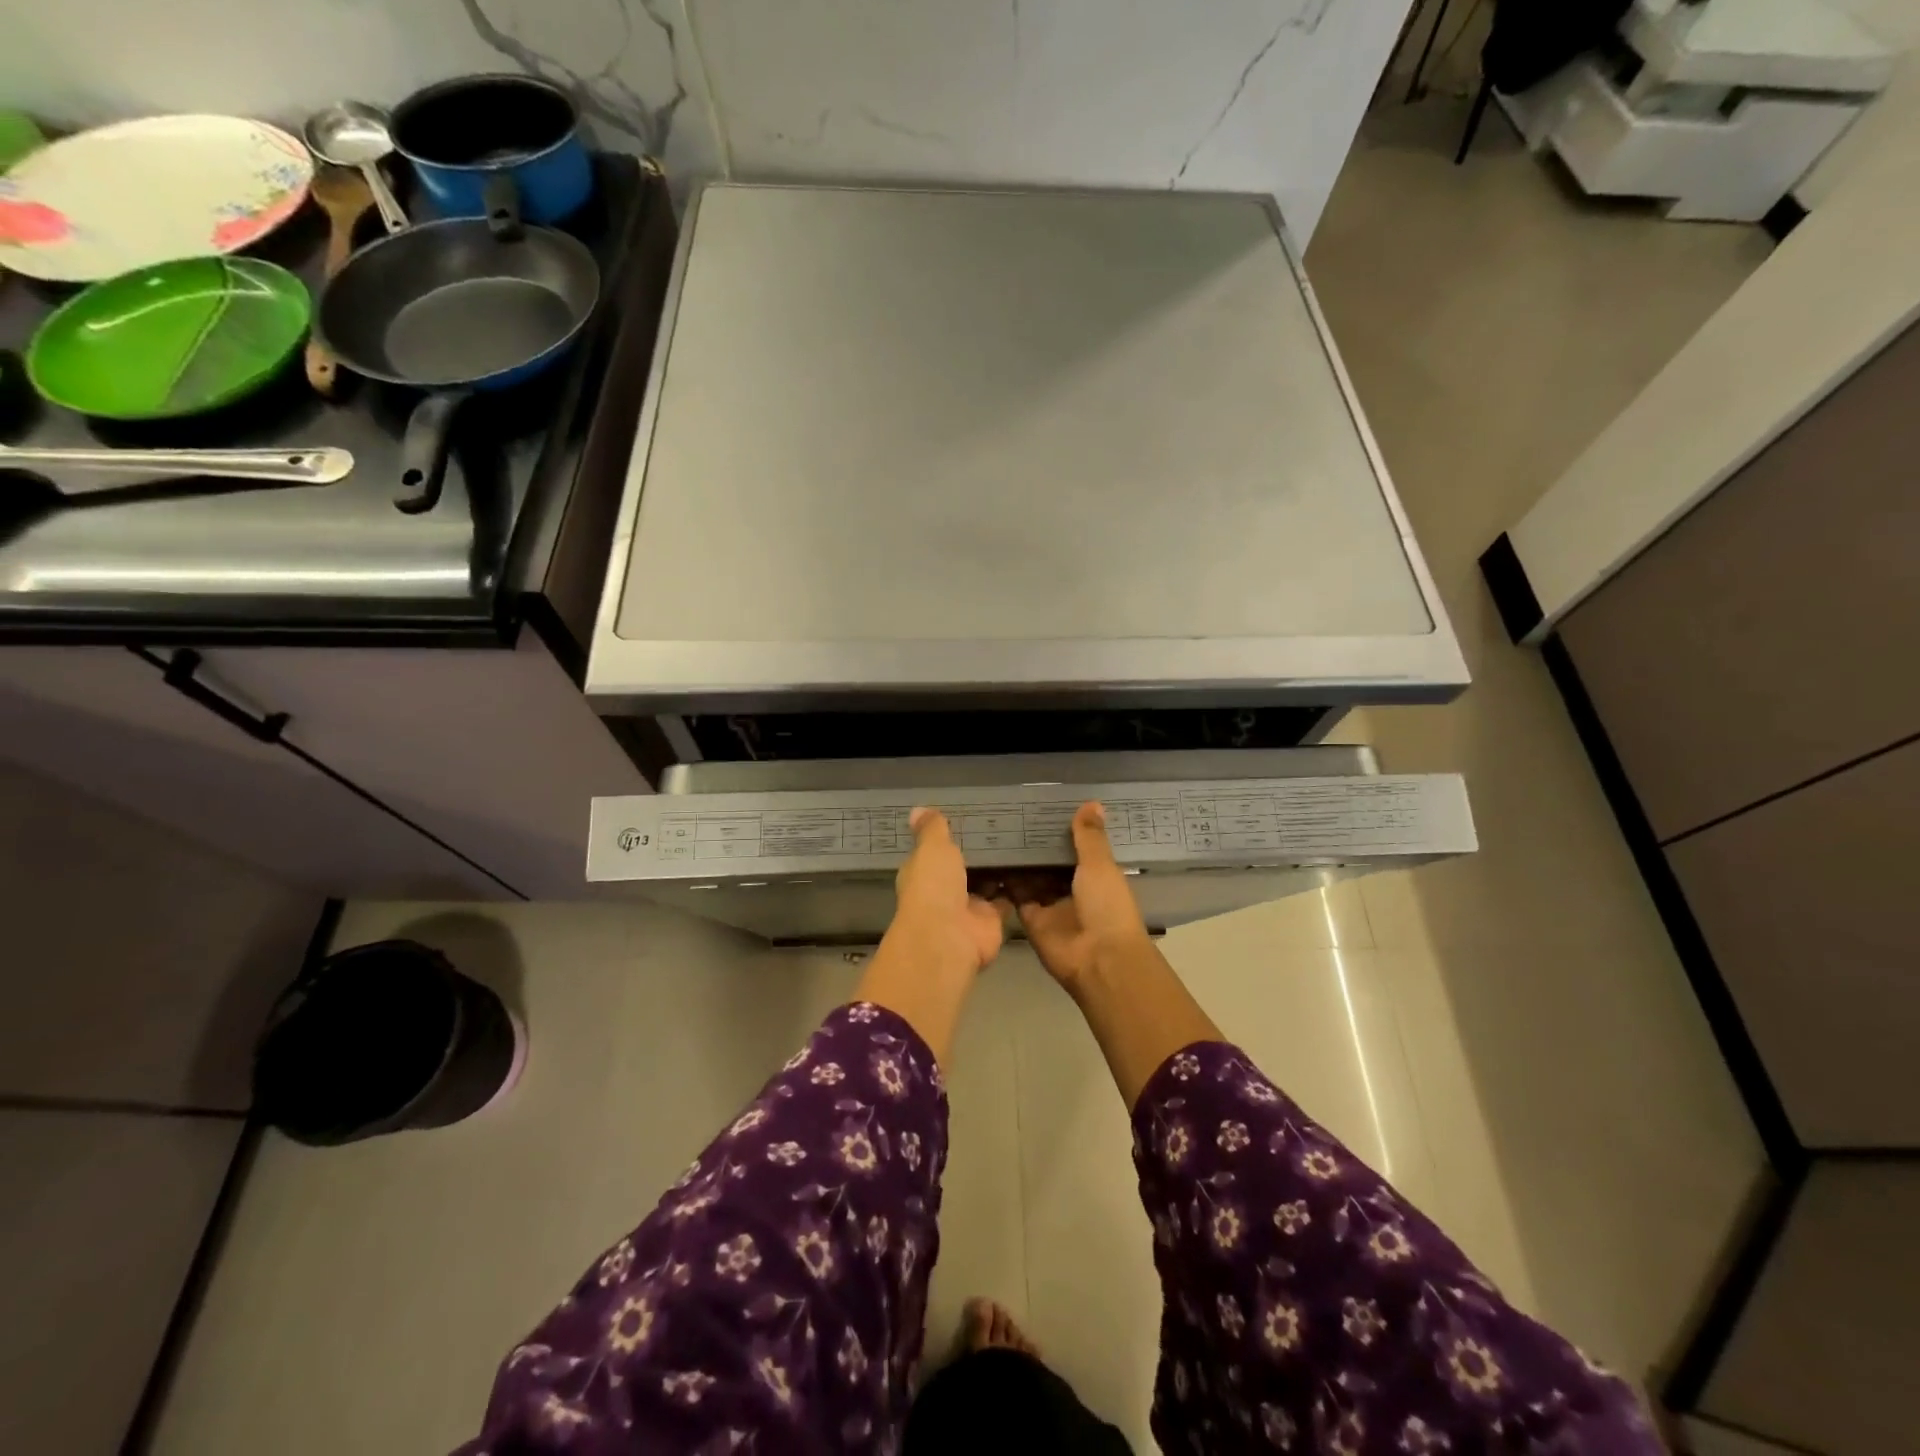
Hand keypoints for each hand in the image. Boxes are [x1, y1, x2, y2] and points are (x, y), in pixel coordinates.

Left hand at [884, 807, 1004, 978]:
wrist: (949, 936)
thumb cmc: (933, 886)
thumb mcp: (931, 848)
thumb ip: (931, 829)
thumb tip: (917, 809)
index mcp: (924, 873)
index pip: (934, 853)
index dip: (947, 840)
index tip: (969, 819)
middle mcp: (944, 891)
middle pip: (962, 869)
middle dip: (978, 854)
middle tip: (1002, 827)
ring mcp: (969, 907)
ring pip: (986, 884)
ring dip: (998, 870)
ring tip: (1020, 842)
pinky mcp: (992, 920)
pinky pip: (1006, 900)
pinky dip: (1016, 888)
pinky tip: (1031, 867)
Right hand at [1013, 803, 1153, 990]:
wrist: (1098, 959)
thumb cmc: (1107, 907)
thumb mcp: (1100, 865)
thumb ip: (1090, 836)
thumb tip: (1092, 802)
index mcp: (1097, 875)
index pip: (1078, 847)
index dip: (1063, 829)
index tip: (1044, 806)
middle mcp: (1074, 888)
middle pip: (1051, 862)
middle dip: (1036, 844)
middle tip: (1011, 814)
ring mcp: (1051, 905)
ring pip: (1032, 877)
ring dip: (1019, 859)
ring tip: (996, 829)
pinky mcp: (1031, 919)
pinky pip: (1015, 895)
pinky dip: (1005, 880)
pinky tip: (990, 857)